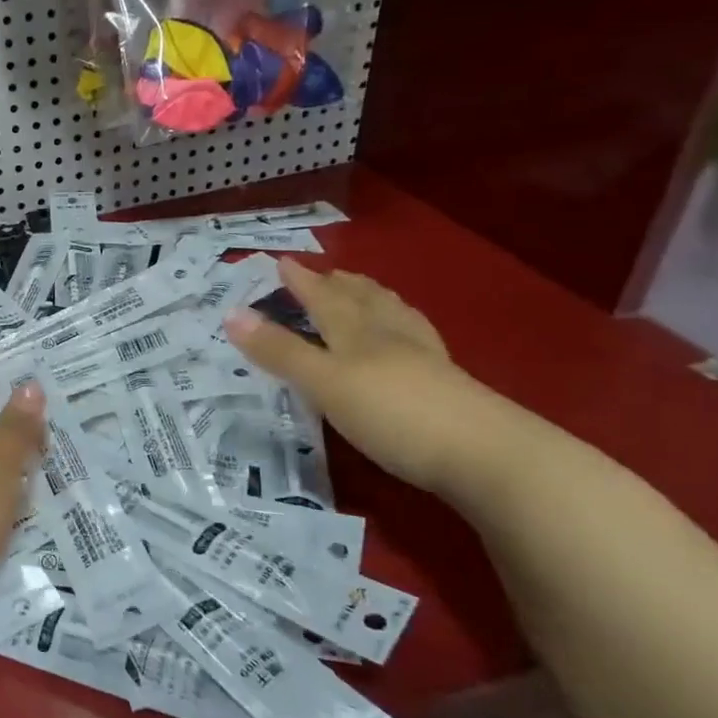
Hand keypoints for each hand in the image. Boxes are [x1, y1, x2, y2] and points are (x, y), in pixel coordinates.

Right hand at [223, 258, 504, 495]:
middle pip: (362, 299)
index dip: (301, 281)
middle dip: (339, 284)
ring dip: (373, 299)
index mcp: (357, 330)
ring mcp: (424, 358)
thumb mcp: (323, 383)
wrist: (487, 456)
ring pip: (393, 316)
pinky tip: (407, 338)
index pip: (323, 296)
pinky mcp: (447, 384)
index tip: (282, 261)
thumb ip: (279, 351)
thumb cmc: (393, 413)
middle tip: (325, 273)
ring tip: (365, 291)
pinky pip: (415, 339)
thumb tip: (230, 313)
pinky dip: (400, 327)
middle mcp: (390, 334)